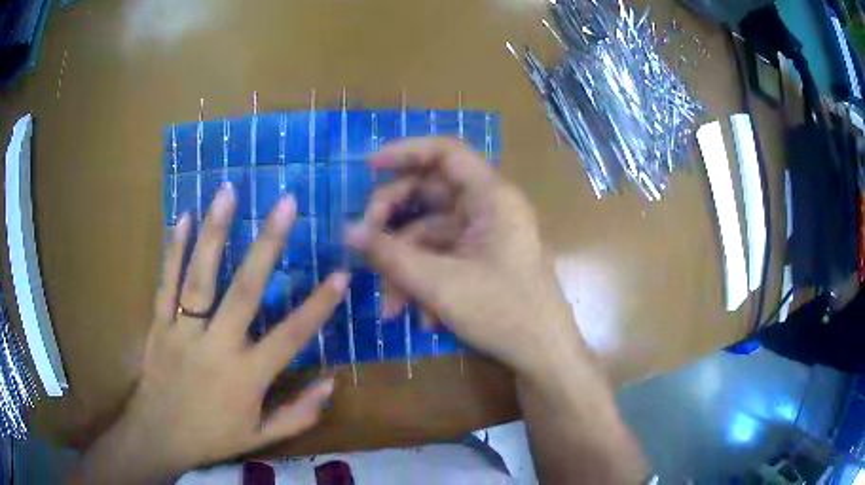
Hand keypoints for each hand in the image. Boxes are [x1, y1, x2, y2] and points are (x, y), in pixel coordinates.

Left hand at [71, 185, 348, 483]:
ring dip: (214, 232)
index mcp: (247, 376)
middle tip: (286, 204)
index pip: (290, 336)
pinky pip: (165, 283)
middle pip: (244, 291)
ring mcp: (183, 331)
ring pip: (200, 278)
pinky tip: (183, 217)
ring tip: (228, 192)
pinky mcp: (158, 324)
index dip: (319, 306)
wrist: (159, 436)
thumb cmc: (213, 437)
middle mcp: (217, 346)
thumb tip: (332, 382)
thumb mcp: (262, 437)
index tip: (341, 274)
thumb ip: (299, 414)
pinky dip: (173, 250)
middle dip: (267, 245)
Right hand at [345, 137, 585, 378]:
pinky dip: (423, 282)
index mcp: (491, 196)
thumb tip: (347, 231)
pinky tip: (421, 318)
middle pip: (428, 195)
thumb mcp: (440, 284)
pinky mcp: (479, 260)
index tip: (368, 168)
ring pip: (428, 234)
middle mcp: (487, 208)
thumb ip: (390, 255)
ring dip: (404, 268)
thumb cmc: (504, 313)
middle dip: (391, 225)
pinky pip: (441, 258)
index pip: (446, 152)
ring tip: (391, 309)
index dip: (405, 151)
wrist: (543, 354)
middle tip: (363, 249)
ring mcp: (483, 235)